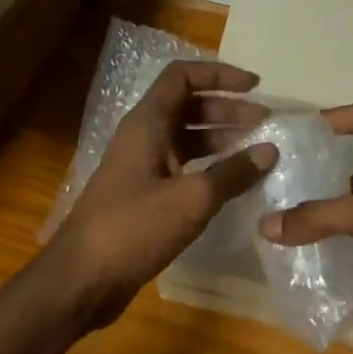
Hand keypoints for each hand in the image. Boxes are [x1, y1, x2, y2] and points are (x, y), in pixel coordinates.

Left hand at [48, 60, 277, 327]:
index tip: (256, 86)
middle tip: (266, 123)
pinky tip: (233, 184)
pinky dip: (208, 168)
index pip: (182, 77)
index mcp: (147, 124)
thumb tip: (269, 150)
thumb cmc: (133, 229)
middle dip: (228, 110)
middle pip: (188, 107)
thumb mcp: (190, 199)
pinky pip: (181, 168)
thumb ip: (232, 173)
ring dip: (221, 139)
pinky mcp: (142, 196)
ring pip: (186, 139)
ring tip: (258, 152)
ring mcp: (141, 167)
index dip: (219, 74)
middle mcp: (142, 138)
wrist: (83, 278)